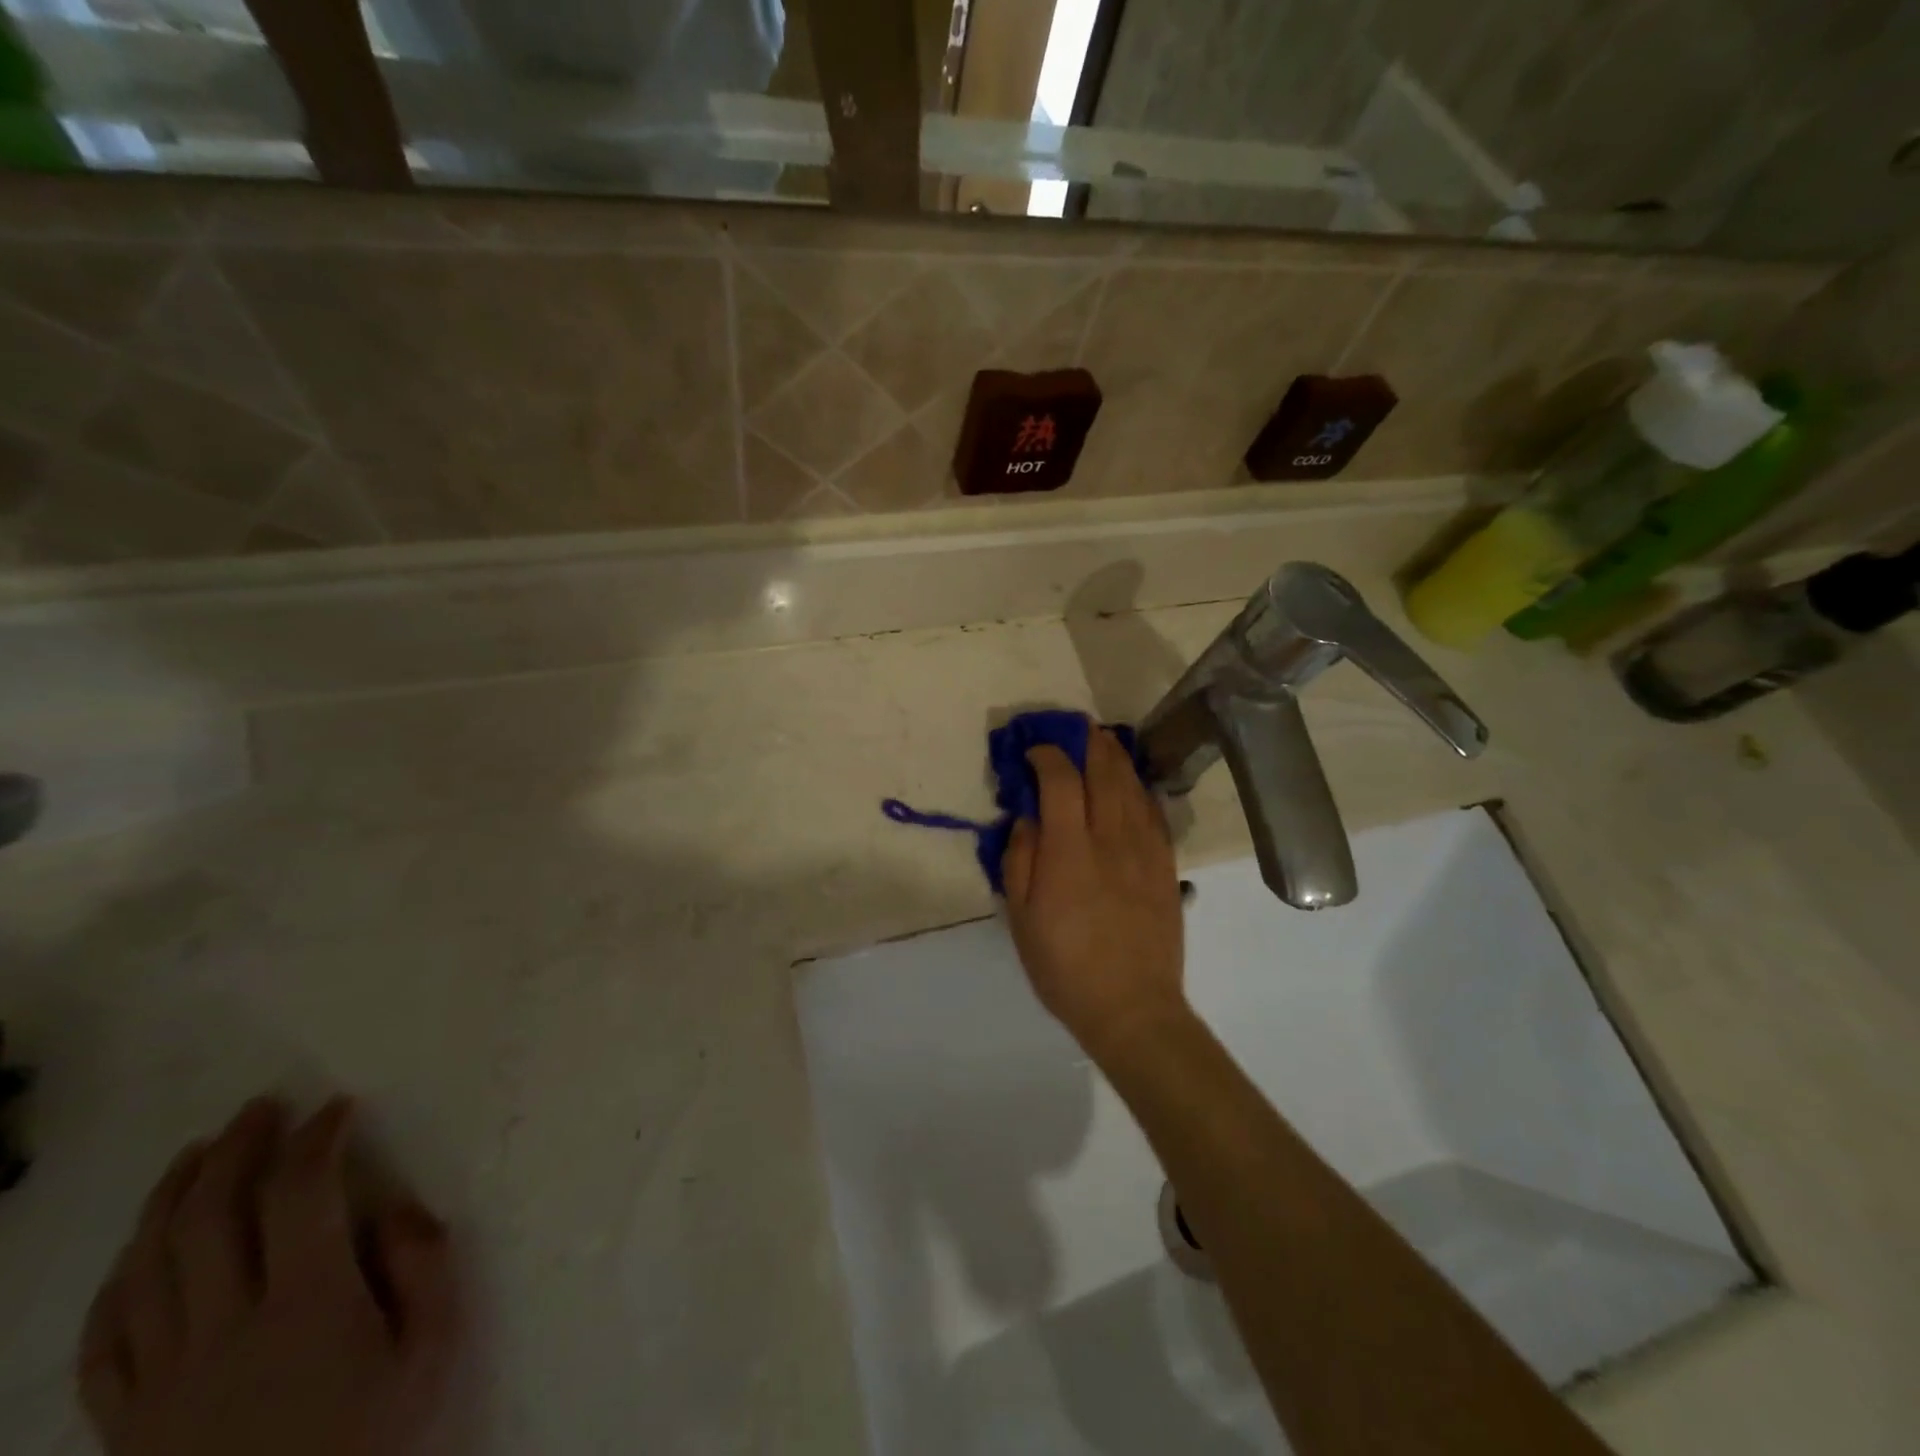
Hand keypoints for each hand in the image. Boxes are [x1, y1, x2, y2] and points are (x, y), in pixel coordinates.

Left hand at [78, 1097, 458, 1455]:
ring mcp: (161, 1380)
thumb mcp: (430, 1351)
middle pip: (209, 1220)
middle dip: (236, 1150)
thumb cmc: (372, 1435)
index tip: (337, 1108)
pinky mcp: (124, 1422)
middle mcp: (222, 1331)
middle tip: (261, 1108)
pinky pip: (104, 1341)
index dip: (316, 1140)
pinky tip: (140, 1249)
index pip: (299, 1196)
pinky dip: (118, 1281)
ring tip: (197, 1153)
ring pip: (146, 1269)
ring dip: (170, 1198)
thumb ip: (423, 1267)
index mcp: (306, 1308)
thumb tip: (391, 1205)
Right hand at [1003, 726, 1188, 1058]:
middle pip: (1104, 772)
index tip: (1033, 753)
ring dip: (1116, 757)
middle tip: (1075, 728)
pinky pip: (1154, 813)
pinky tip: (1133, 783)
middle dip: (1088, 743)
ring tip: (1104, 741)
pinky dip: (1140, 788)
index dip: (1046, 757)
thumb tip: (1028, 819)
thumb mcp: (1021, 918)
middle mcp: (1111, 839)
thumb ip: (1020, 860)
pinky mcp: (1166, 865)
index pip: (1060, 782)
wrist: (1131, 1007)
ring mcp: (1144, 850)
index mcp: (1069, 851)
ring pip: (1133, 787)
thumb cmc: (1064, 967)